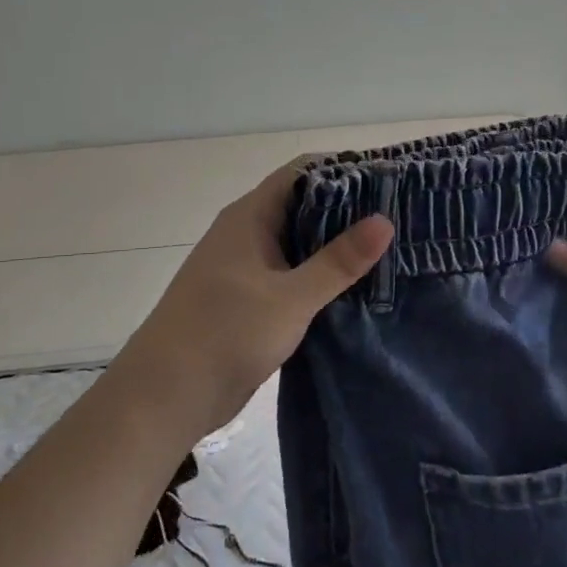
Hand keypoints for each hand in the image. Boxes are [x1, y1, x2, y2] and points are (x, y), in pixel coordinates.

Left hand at [117, 162, 393, 442]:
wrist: (165, 397)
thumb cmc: (225, 334)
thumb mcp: (291, 297)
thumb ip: (339, 261)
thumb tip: (385, 221)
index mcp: (250, 217)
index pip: (302, 173)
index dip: (344, 170)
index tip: (389, 178)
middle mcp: (247, 234)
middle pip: (304, 206)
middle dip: (348, 210)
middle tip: (400, 217)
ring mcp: (247, 268)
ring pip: (300, 244)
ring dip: (337, 247)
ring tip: (390, 250)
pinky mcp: (250, 300)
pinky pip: (293, 275)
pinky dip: (322, 277)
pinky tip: (357, 288)